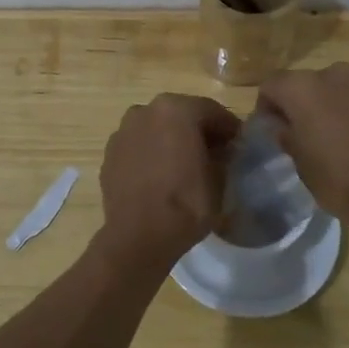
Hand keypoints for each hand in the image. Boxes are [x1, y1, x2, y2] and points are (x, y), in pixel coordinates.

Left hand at [98, 94, 240, 264]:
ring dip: (172, 139)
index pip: (212, 111)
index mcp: (176, 109)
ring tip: (184, 166)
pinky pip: (138, 146)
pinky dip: (151, 153)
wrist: (138, 237)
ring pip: (157, 128)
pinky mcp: (110, 153)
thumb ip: (223, 156)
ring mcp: (123, 130)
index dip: (229, 129)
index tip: (238, 145)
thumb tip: (222, 151)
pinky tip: (160, 176)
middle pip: (181, 115)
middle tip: (214, 154)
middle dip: (198, 131)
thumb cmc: (185, 204)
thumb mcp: (219, 179)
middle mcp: (146, 110)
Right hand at [256, 63, 348, 230]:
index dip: (267, 107)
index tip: (273, 130)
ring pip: (342, 90)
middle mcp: (336, 74)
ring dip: (336, 107)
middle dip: (304, 105)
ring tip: (342, 139)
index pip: (272, 86)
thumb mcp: (301, 164)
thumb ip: (287, 135)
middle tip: (307, 135)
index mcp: (304, 88)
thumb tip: (282, 126)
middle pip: (309, 84)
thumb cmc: (340, 179)